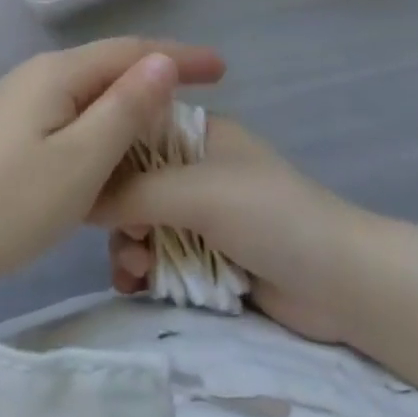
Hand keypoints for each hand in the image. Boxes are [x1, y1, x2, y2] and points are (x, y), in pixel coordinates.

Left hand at [0, 38, 225, 297]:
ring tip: (173, 120)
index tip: (223, 70)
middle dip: (160, 74)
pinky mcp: (12, 131)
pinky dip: (106, 124)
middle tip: (207, 92)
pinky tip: (119, 147)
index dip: (179, 57)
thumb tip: (162, 61)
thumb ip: (125, 108)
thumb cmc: (9, 203)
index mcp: (57, 73)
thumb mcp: (80, 159)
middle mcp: (38, 75)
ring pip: (92, 92)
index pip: (131, 51)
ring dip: (133, 101)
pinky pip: (73, 115)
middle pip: (111, 65)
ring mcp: (21, 102)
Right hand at [95, 115, 359, 343]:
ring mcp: (201, 215)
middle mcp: (194, 168)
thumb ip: (134, 192)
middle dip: (119, 213)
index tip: (85, 184)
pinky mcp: (207, 257)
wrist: (340, 283)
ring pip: (141, 224)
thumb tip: (77, 197)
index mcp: (197, 134)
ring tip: (134, 271)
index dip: (107, 155)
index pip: (135, 131)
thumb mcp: (197, 192)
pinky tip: (136, 285)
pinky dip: (144, 270)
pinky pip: (158, 257)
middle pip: (132, 184)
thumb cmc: (269, 216)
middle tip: (126, 240)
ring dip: (128, 246)